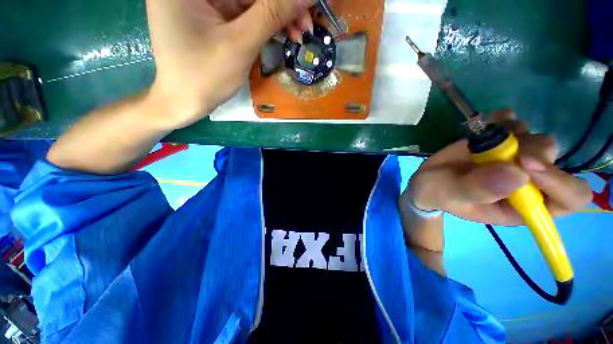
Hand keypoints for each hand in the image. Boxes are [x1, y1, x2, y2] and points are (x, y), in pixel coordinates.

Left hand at [146, 0, 314, 128]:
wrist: (184, 102)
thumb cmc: (204, 77)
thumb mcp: (239, 45)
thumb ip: (271, 15)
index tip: (306, 5)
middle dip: (280, 7)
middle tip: (305, 25)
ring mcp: (203, 1)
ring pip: (249, 1)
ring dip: (276, 17)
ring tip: (297, 34)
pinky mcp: (211, 14)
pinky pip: (244, 12)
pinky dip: (264, 23)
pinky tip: (281, 33)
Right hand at [406, 109, 592, 225]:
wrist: (427, 179)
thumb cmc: (438, 193)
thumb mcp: (451, 195)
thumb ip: (479, 190)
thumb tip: (518, 174)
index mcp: (523, 206)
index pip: (569, 198)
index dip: (561, 182)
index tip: (525, 165)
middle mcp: (528, 183)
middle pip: (555, 161)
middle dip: (531, 151)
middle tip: (499, 148)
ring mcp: (516, 159)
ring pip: (539, 140)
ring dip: (516, 134)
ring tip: (485, 140)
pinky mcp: (502, 143)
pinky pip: (517, 124)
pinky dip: (506, 119)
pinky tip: (489, 122)